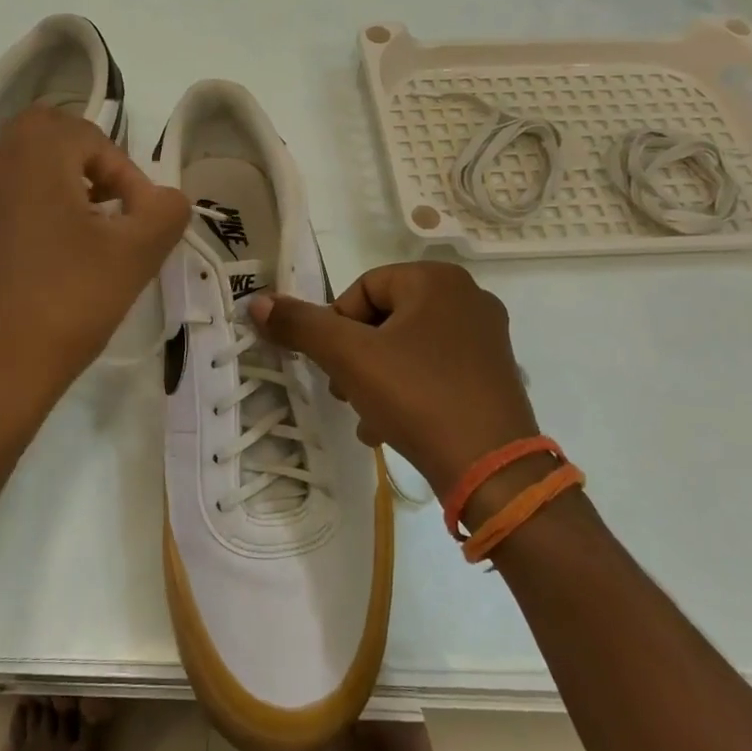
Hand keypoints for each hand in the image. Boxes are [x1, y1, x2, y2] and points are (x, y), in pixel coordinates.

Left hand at [0, 106, 189, 427]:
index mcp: (32, 151)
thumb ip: (166, 212)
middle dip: (91, 168)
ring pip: (22, 168)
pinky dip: (30, 212)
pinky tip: (47, 262)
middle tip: (114, 213)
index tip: (142, 222)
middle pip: (51, 140)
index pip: (94, 139)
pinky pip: (0, 201)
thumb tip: (168, 199)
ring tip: (86, 238)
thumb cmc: (67, 302)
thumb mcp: (136, 254)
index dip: (129, 176)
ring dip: (60, 188)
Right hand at [249, 261, 540, 502]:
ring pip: (406, 348)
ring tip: (366, 417)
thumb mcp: (349, 358)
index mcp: (437, 280)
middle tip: (345, 393)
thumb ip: (301, 325)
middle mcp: (468, 297)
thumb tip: (258, 302)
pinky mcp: (493, 374)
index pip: (362, 290)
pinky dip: (407, 392)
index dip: (337, 328)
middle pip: (383, 319)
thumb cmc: (418, 396)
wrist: (493, 470)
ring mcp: (486, 338)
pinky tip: (392, 428)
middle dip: (355, 358)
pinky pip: (434, 370)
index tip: (334, 367)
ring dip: (375, 379)